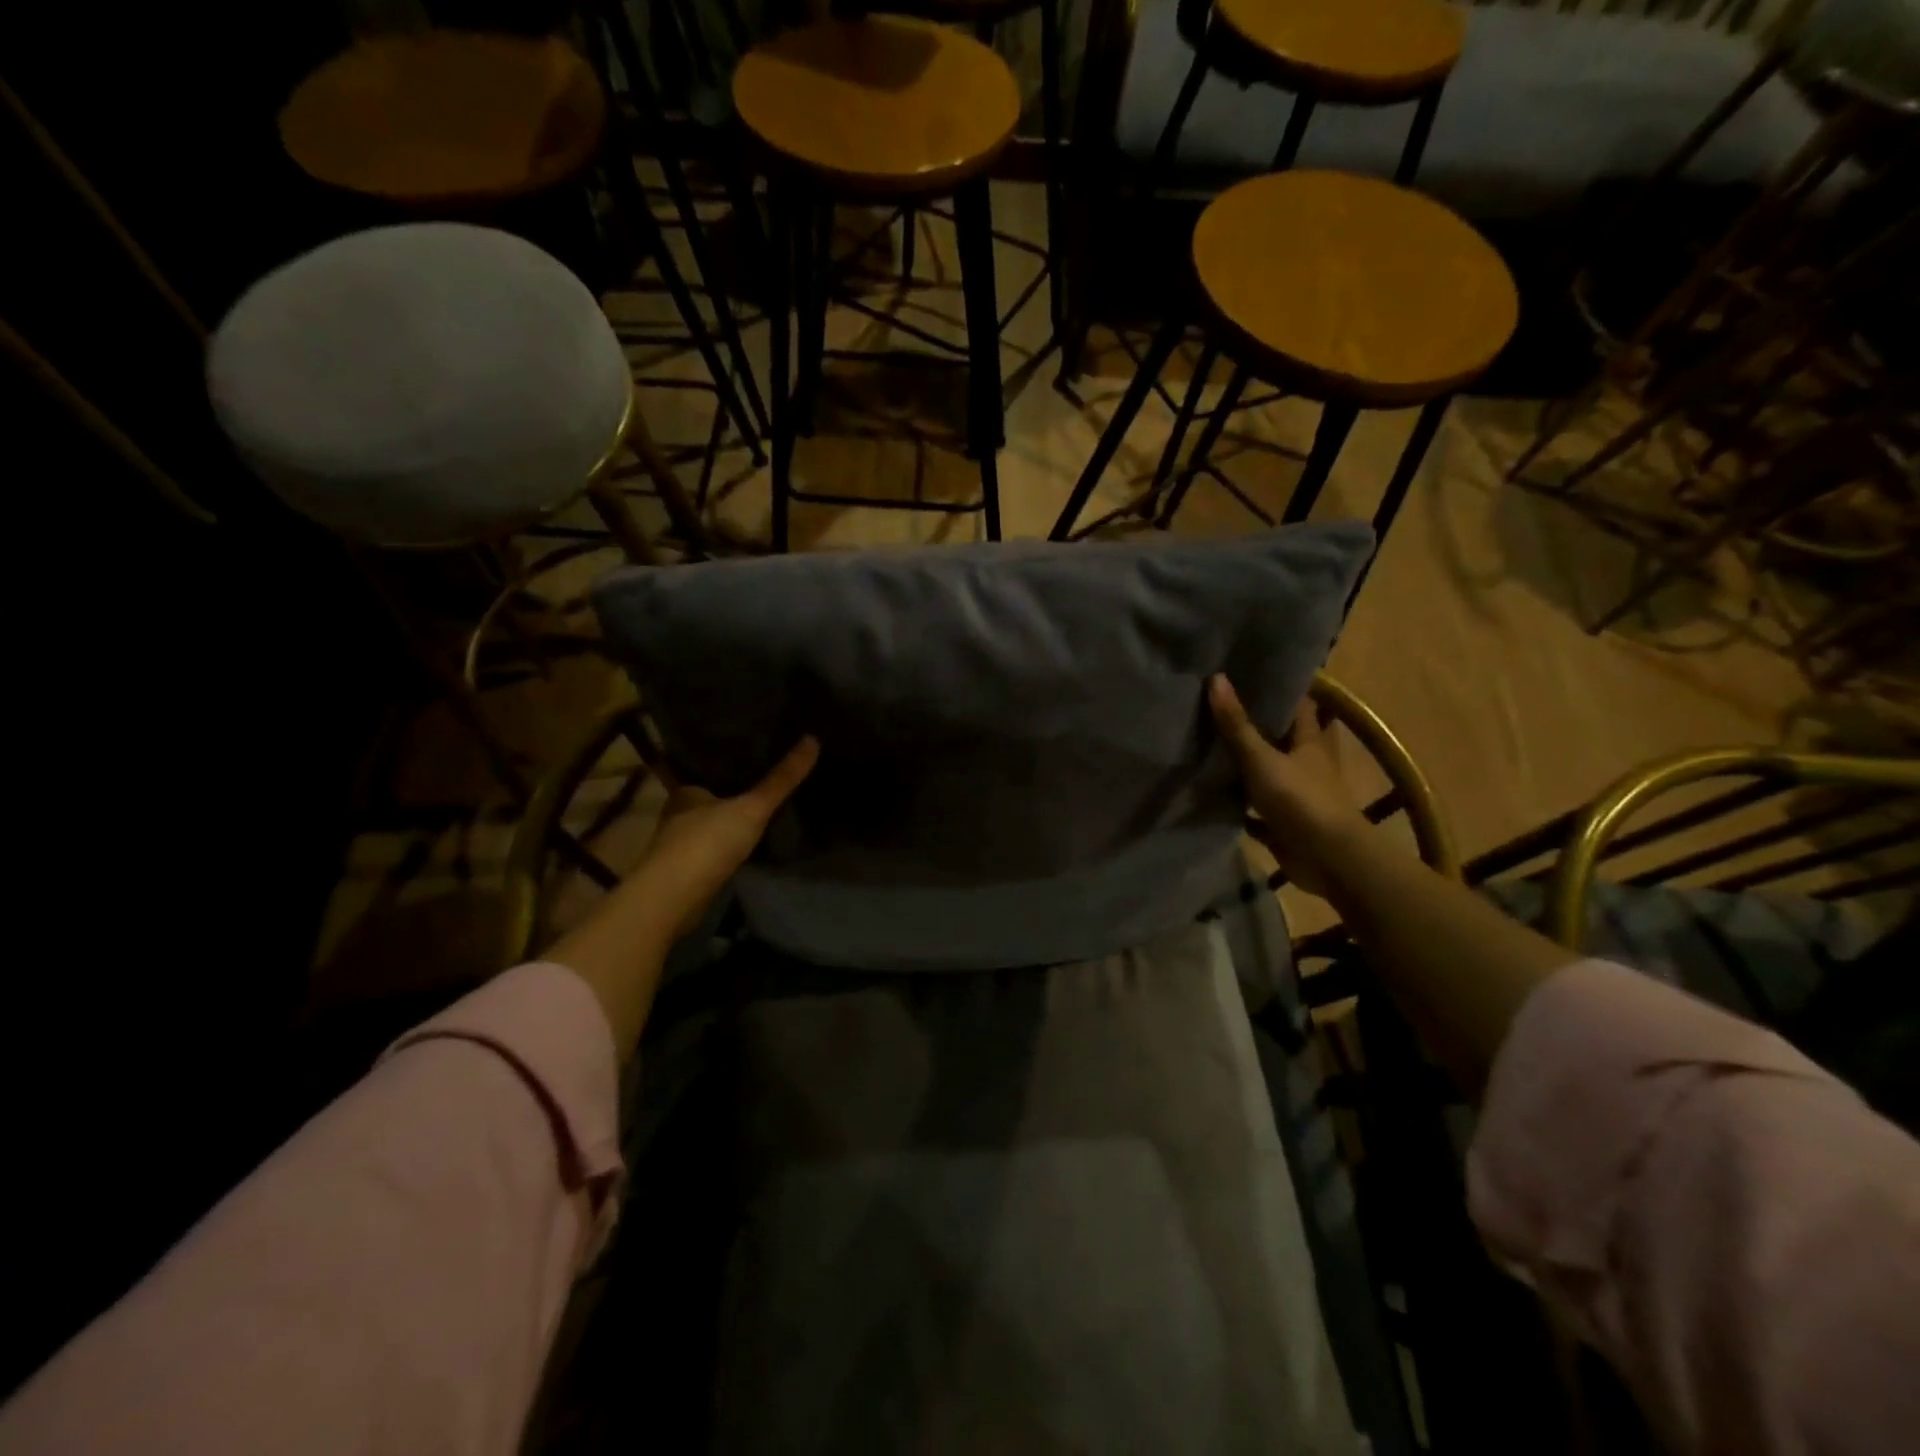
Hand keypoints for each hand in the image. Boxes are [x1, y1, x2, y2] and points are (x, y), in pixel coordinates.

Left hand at [635, 736, 820, 937]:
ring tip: (762, 804)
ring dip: (729, 817)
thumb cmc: (706, 843)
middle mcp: (678, 813)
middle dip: (730, 789)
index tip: (749, 750)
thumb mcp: (752, 807)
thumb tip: (812, 739)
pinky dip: (729, 843)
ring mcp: (680, 843)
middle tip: (764, 775)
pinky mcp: (688, 869)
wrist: (673, 899)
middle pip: (709, 795)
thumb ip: (781, 780)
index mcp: (686, 791)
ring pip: (710, 822)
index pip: (705, 767)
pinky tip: (749, 840)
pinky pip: (714, 847)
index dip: (726, 760)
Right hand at [1208, 674, 1366, 897]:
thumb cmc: (1300, 799)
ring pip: (1264, 772)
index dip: (1275, 688)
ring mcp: (1294, 794)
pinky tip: (1209, 795)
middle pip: (1277, 737)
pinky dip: (1236, 803)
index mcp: (1309, 740)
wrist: (1328, 859)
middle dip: (1250, 725)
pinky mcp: (1282, 822)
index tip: (1245, 673)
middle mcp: (1304, 763)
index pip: (1296, 704)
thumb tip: (1216, 678)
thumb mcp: (1262, 758)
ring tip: (1203, 744)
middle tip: (1213, 706)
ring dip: (1241, 764)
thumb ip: (1237, 724)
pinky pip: (1254, 809)